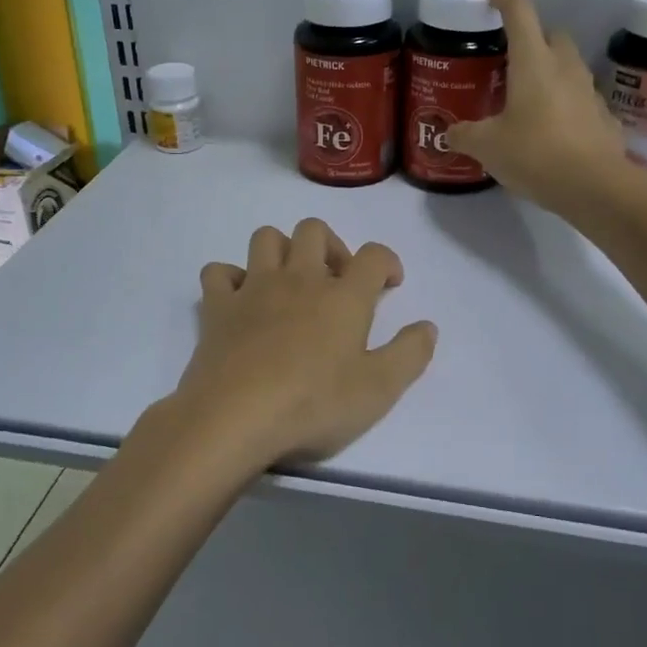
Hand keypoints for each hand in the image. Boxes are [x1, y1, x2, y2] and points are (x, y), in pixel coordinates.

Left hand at [163, 220, 436, 487]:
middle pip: (314, 230)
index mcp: (343, 297)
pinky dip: (230, 278)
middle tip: (337, 281)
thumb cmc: (314, 405)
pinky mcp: (218, 307)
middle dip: (331, 245)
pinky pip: (218, 272)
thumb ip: (409, 354)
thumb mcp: (379, 390)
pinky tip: (240, 299)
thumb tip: (428, 327)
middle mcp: (299, 279)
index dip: (387, 262)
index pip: (374, 255)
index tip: (390, 284)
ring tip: (290, 282)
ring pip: (266, 238)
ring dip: (282, 250)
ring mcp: (254, 288)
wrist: (236, 417)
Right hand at [446, 0, 642, 217]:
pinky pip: (577, 98)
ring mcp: (588, 90)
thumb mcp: (487, 146)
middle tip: (504, 62)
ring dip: (546, 72)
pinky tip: (547, 132)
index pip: (517, 6)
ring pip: (566, 65)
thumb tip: (450, 134)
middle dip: (528, 38)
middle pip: (548, 33)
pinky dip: (561, 104)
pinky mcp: (602, 117)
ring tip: (522, 101)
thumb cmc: (536, 154)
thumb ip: (465, 135)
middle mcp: (564, 66)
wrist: (596, 188)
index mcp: (533, 61)